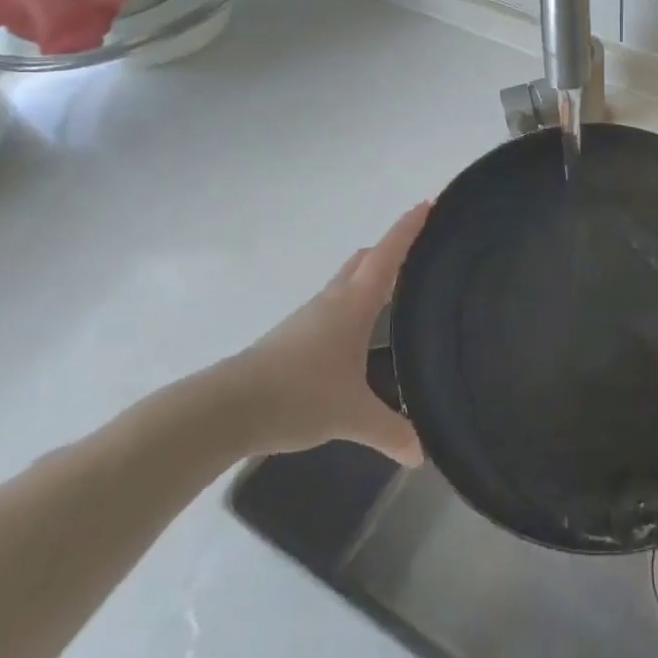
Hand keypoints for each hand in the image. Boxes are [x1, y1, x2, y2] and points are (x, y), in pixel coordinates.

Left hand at [227, 202, 428, 464]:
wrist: (228, 409)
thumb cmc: (298, 396)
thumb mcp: (352, 417)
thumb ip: (391, 433)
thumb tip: (423, 455)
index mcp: (354, 304)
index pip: (388, 254)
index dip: (409, 227)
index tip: (429, 203)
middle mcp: (333, 300)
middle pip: (367, 259)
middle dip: (393, 248)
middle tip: (424, 252)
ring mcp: (311, 316)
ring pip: (349, 282)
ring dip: (373, 277)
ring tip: (401, 293)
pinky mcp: (295, 335)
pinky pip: (336, 305)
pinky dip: (356, 303)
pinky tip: (363, 333)